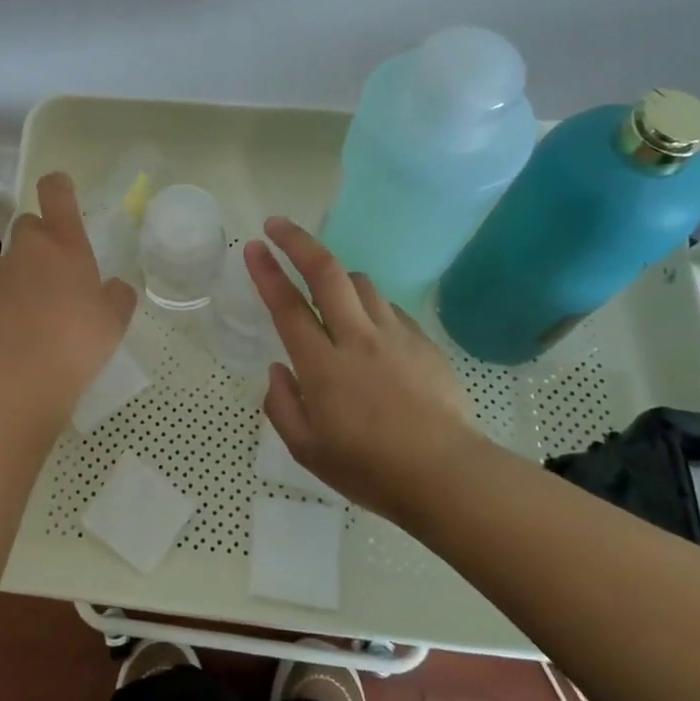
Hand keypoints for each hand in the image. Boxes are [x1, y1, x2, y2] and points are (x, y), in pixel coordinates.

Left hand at [0, 172, 137, 424]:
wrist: (20, 380)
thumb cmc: (77, 341)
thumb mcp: (114, 320)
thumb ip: (117, 296)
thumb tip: (115, 287)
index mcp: (64, 243)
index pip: (55, 192)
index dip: (59, 187)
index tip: (63, 194)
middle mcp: (28, 249)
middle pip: (29, 224)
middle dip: (41, 238)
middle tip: (60, 268)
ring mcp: (0, 275)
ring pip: (13, 259)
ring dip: (26, 271)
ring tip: (44, 308)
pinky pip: (0, 289)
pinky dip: (11, 299)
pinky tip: (24, 329)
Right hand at [244, 217, 487, 522]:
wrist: (446, 475)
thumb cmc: (369, 468)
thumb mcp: (307, 450)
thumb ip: (281, 405)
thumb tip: (278, 371)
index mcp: (322, 365)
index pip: (287, 305)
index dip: (267, 271)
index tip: (253, 246)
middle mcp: (356, 338)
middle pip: (326, 272)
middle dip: (298, 242)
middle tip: (278, 225)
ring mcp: (394, 335)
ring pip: (361, 283)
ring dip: (337, 276)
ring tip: (327, 289)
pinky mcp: (423, 342)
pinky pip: (390, 308)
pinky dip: (371, 306)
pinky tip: (370, 328)